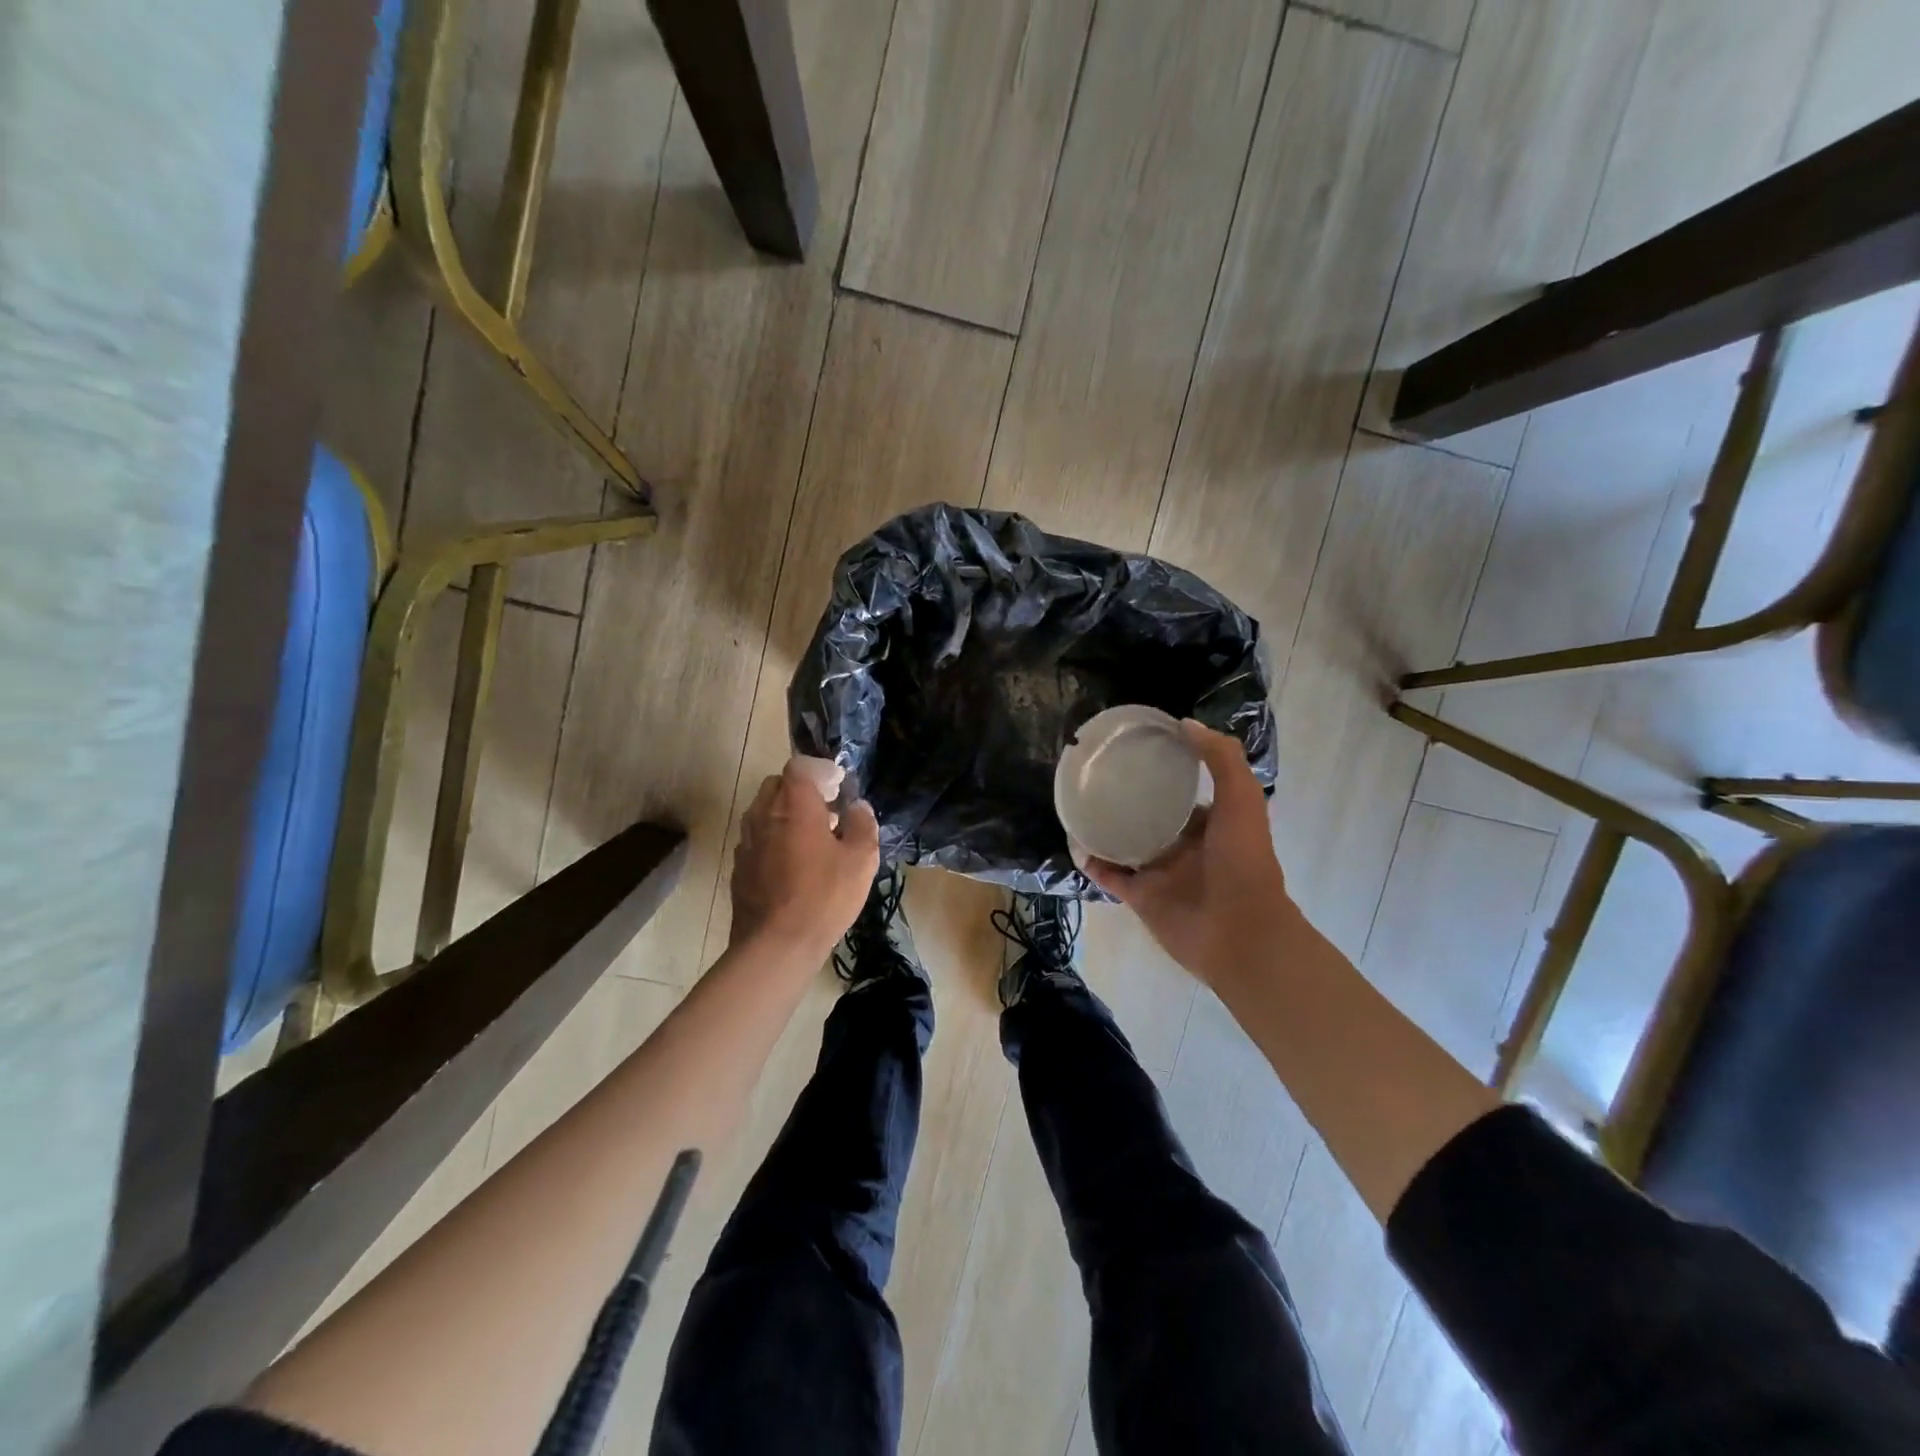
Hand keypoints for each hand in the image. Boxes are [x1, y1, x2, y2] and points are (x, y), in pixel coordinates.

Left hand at [729, 758, 879, 960]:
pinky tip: (794, 864)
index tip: (840, 786)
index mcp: (794, 805)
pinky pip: (758, 838)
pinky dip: (775, 838)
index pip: (801, 767)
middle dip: (803, 790)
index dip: (822, 771)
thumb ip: (862, 824)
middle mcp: (764, 814)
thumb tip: (857, 807)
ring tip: (814, 838)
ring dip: (787, 814)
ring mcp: (747, 841)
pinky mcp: (739, 866)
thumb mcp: (860, 859)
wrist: (775, 945)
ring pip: (765, 811)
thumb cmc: (824, 897)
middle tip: (828, 809)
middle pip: (778, 785)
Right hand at [1081, 721, 1292, 987]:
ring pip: (1124, 843)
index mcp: (1208, 823)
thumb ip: (1221, 759)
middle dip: (1126, 797)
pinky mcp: (1139, 895)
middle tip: (1095, 773)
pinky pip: (1110, 874)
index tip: (1134, 749)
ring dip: (1103, 826)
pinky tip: (1075, 841)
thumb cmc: (1244, 862)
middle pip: (1147, 815)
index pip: (1180, 791)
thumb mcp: (1242, 799)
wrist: (1239, 932)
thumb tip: (1184, 724)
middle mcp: (1182, 844)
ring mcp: (1159, 871)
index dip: (1162, 770)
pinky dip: (1092, 860)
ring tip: (1077, 802)